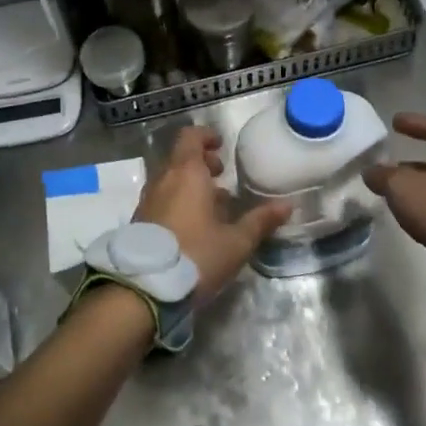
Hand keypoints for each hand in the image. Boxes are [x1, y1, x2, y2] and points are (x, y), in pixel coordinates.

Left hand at [134, 126, 290, 305]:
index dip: (206, 137)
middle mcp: (163, 180)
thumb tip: (287, 205)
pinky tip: (193, 225)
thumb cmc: (196, 256)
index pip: (190, 137)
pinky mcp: (138, 221)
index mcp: (186, 173)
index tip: (221, 146)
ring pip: (169, 180)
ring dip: (189, 184)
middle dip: (201, 163)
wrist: (144, 288)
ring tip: (212, 205)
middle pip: (180, 158)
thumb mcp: (236, 242)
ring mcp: (147, 200)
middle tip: (221, 177)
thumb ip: (260, 221)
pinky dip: (177, 201)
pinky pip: (161, 199)